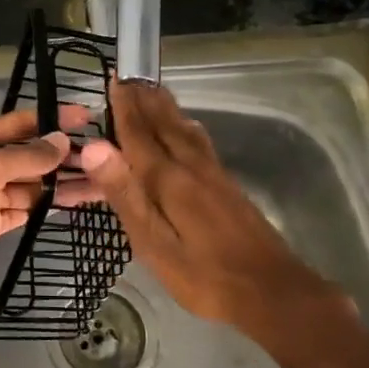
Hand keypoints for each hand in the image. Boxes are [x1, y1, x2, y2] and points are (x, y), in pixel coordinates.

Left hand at [0, 106, 90, 321]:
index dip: (51, 119)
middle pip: (26, 154)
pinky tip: (78, 200)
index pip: (16, 124)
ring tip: (102, 181)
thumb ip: (25, 156)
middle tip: (103, 155)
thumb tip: (61, 142)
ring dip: (61, 183)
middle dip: (61, 156)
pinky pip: (26, 207)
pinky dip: (48, 204)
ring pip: (30, 183)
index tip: (87, 117)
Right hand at [77, 82, 347, 335]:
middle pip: (165, 124)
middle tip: (130, 76)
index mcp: (169, 179)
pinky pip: (200, 142)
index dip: (124, 108)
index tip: (113, 80)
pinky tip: (188, 128)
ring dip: (166, 108)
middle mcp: (192, 167)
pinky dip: (186, 125)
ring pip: (185, 130)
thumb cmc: (204, 275)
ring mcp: (214, 176)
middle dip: (145, 100)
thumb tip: (96, 147)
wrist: (272, 291)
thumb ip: (125, 194)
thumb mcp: (154, 244)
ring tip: (153, 90)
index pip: (139, 134)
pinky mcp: (228, 187)